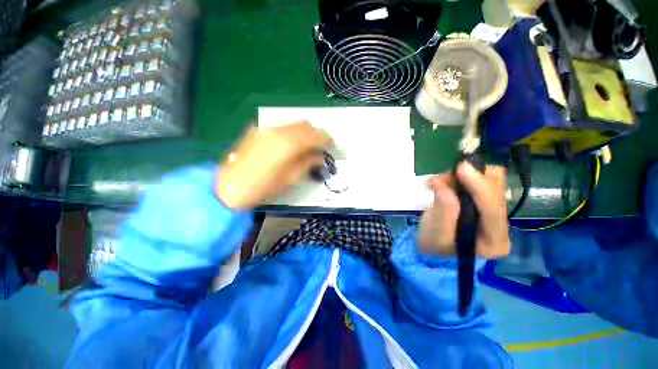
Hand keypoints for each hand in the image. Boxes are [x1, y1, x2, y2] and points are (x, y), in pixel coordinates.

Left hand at [216, 121, 332, 209]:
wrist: (230, 185)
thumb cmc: (264, 186)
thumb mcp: (291, 178)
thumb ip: (308, 163)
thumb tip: (320, 156)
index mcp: (289, 143)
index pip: (315, 135)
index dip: (327, 139)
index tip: (332, 145)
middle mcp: (278, 130)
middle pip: (305, 125)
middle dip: (316, 133)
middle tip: (322, 144)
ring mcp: (266, 128)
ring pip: (293, 123)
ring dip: (304, 131)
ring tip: (308, 143)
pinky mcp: (257, 130)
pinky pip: (281, 126)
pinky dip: (291, 132)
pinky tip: (291, 143)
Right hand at [418, 163, 510, 258]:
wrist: (431, 247)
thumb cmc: (433, 245)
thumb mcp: (436, 233)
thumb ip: (443, 209)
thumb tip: (442, 183)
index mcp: (494, 240)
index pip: (493, 209)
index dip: (479, 186)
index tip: (461, 168)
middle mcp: (500, 223)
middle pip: (497, 188)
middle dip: (470, 178)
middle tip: (442, 178)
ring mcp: (492, 210)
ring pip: (489, 179)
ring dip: (461, 175)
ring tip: (438, 182)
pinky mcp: (481, 201)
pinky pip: (477, 179)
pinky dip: (458, 177)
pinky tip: (442, 183)